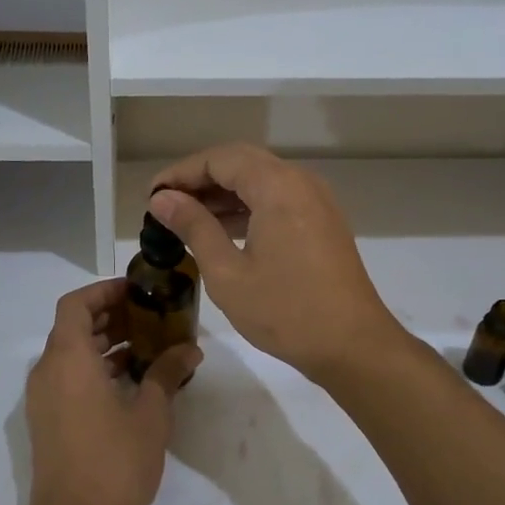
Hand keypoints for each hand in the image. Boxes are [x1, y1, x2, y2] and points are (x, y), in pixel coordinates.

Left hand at [22, 279, 200, 504]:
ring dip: (105, 343)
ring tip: (148, 346)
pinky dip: (95, 368)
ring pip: (71, 354)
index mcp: (68, 359)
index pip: (76, 304)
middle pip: (73, 326)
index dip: (104, 291)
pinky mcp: (48, 421)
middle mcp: (48, 371)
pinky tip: (131, 381)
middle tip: (150, 315)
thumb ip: (167, 373)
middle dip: (110, 316)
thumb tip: (190, 348)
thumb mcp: (151, 414)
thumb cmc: (114, 463)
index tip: (137, 290)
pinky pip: (69, 378)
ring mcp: (43, 399)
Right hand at [149, 143, 403, 384]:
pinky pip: (278, 199)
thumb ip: (194, 228)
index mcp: (277, 186)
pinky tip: (223, 231)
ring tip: (186, 219)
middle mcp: (300, 182)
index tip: (152, 196)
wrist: (353, 346)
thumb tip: (162, 199)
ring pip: (261, 180)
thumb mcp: (227, 273)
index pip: (220, 159)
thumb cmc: (285, 311)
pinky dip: (247, 207)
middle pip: (242, 162)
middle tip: (166, 204)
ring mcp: (316, 201)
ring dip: (223, 194)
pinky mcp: (322, 222)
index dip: (181, 173)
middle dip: (201, 179)